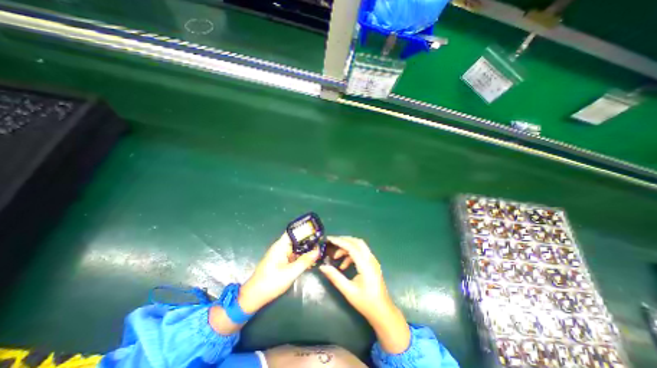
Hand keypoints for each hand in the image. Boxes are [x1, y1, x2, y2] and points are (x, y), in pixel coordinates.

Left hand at [239, 233, 321, 313]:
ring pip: (297, 248)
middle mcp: (281, 247)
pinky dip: (302, 257)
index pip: (294, 231)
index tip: (317, 231)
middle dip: (309, 241)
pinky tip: (311, 261)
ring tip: (320, 252)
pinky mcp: (282, 261)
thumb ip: (304, 261)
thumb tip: (318, 251)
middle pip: (297, 239)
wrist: (254, 297)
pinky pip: (294, 256)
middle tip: (322, 243)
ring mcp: (281, 254)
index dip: (305, 229)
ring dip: (306, 250)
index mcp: (281, 245)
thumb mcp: (290, 273)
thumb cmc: (271, 283)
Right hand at [320, 236, 408, 352]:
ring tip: (336, 257)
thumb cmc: (366, 302)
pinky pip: (361, 253)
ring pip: (359, 246)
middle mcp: (370, 259)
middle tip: (332, 243)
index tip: (329, 239)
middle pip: (357, 242)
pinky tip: (343, 265)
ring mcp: (373, 261)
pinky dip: (351, 254)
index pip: (352, 247)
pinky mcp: (372, 264)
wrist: (383, 311)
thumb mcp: (348, 291)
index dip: (339, 241)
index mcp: (365, 265)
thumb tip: (323, 266)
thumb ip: (335, 277)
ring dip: (347, 248)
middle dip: (344, 240)